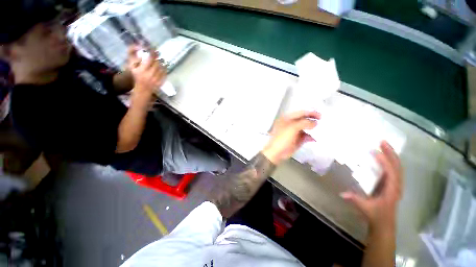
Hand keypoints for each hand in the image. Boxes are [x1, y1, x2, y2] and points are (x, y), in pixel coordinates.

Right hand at [127, 45, 165, 97]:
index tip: (154, 49)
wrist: (143, 89)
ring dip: (162, 63)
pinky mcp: (161, 82)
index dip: (153, 53)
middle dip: (158, 58)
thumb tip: (138, 48)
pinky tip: (164, 66)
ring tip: (162, 59)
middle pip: (157, 63)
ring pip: (161, 69)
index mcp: (142, 70)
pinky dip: (165, 70)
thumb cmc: (137, 76)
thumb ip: (133, 58)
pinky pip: (164, 75)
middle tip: (159, 53)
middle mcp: (150, 74)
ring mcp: (156, 79)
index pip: (150, 59)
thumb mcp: (132, 67)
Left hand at [262, 111, 320, 164]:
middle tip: (322, 122)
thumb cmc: (282, 138)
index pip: (300, 113)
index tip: (320, 116)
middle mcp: (291, 124)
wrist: (277, 152)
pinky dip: (311, 137)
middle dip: (313, 121)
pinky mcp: (297, 140)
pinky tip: (315, 139)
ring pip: (306, 128)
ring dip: (313, 129)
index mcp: (287, 118)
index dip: (310, 113)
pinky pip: (306, 136)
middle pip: (304, 120)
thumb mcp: (293, 128)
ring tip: (321, 130)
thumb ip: (304, 123)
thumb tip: (315, 122)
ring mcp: (294, 132)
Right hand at [341, 141, 402, 230]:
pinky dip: (389, 161)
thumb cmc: (376, 216)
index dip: (384, 162)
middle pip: (397, 166)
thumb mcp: (366, 209)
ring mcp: (395, 184)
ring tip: (383, 145)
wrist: (384, 224)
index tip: (375, 152)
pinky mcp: (391, 184)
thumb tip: (343, 193)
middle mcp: (396, 185)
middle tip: (382, 142)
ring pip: (397, 167)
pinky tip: (383, 157)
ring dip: (391, 155)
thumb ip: (356, 201)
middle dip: (391, 153)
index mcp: (392, 190)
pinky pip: (392, 170)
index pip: (391, 173)